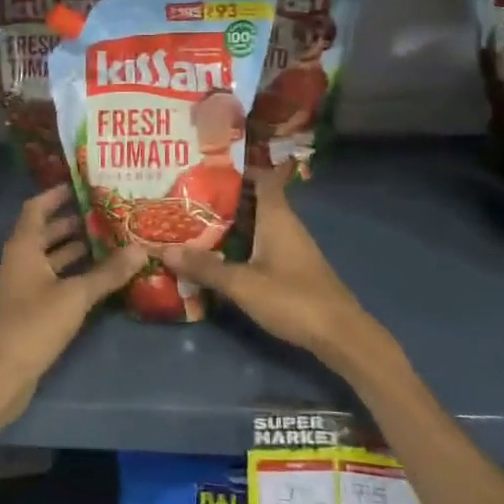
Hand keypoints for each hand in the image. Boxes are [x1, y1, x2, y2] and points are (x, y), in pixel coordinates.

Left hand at [0, 186, 144, 423]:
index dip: (56, 195)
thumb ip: (108, 273)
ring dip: (76, 248)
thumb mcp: (76, 296)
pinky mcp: (31, 308)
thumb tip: (141, 249)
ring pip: (52, 257)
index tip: (82, 185)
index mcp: (23, 248)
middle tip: (108, 212)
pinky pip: (55, 279)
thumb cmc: (34, 324)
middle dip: (74, 222)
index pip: (36, 208)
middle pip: (46, 232)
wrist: (3, 374)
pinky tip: (100, 276)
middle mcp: (21, 261)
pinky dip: (74, 273)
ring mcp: (24, 286)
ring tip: (111, 239)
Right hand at [161, 164, 381, 363]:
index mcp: (277, 216)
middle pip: (254, 201)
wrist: (339, 334)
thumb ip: (205, 267)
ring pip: (257, 225)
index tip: (208, 169)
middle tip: (189, 199)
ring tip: (195, 225)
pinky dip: (241, 245)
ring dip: (231, 225)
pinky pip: (262, 245)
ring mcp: (291, 247)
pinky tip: (220, 257)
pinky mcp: (292, 268)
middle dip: (224, 200)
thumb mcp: (242, 284)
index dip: (239, 170)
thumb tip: (165, 249)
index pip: (262, 178)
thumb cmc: (292, 298)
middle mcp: (286, 225)